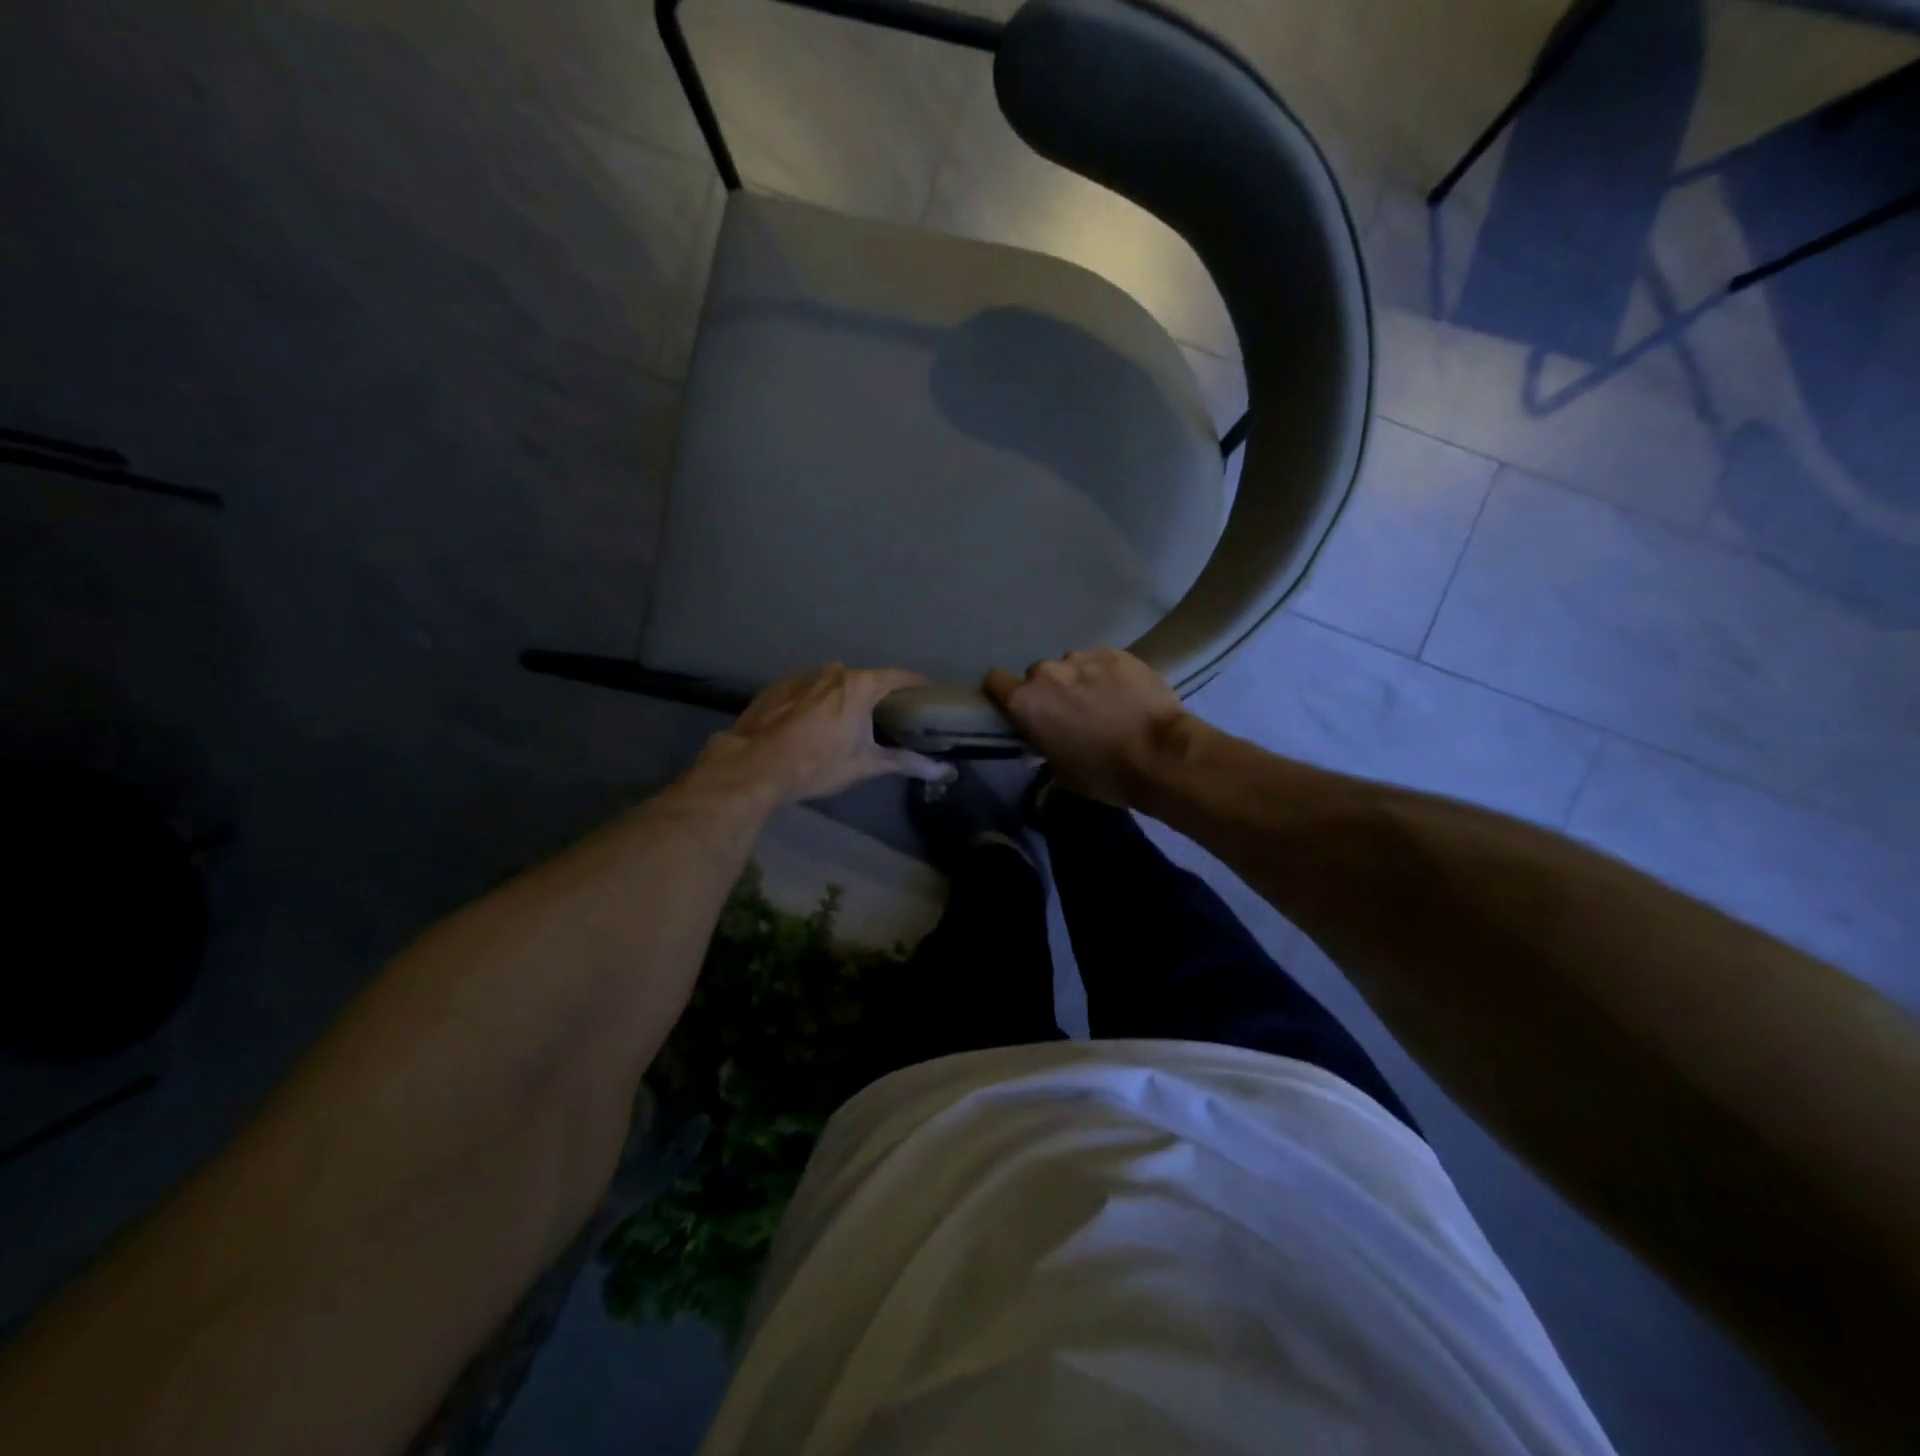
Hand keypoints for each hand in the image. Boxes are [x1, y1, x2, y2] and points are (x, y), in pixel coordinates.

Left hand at [691, 664, 951, 805]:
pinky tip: (814, 725)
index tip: (929, 699)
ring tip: (849, 724)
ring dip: (846, 699)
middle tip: (890, 720)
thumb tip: (945, 771)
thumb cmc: (818, 764)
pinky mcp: (780, 686)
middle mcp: (834, 671)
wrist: (755, 766)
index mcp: (860, 685)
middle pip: (867, 680)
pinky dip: (819, 702)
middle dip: (880, 697)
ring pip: (836, 684)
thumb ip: (907, 762)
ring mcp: (804, 675)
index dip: (919, 686)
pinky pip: (810, 690)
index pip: (901, 677)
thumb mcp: (866, 765)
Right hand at [985, 649, 1195, 806]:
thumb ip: (1043, 743)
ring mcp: (1084, 657)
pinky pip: (1101, 661)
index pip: (994, 682)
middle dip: (1050, 691)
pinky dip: (1108, 675)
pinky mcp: (1117, 653)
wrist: (1159, 755)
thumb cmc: (1103, 772)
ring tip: (1104, 702)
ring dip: (1080, 681)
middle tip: (1071, 713)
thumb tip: (1046, 736)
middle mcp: (1048, 672)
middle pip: (1038, 676)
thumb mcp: (1059, 770)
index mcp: (1026, 702)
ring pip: (1072, 666)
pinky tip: (1126, 694)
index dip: (1003, 693)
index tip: (1018, 708)